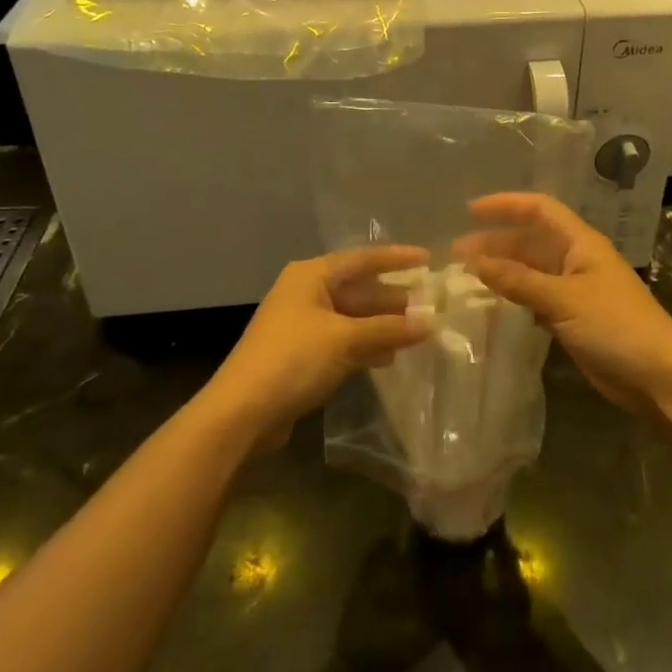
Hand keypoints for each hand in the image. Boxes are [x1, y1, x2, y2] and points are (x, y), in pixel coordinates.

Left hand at [207, 245, 430, 447]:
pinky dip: (366, 345)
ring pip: (353, 316)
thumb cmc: (293, 359)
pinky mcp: (302, 355)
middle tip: (430, 303)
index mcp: (312, 275)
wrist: (241, 412)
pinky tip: (390, 356)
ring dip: (383, 324)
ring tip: (419, 330)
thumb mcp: (345, 340)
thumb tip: (430, 323)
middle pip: (359, 288)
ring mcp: (303, 324)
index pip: (363, 258)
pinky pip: (344, 340)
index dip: (397, 258)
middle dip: (393, 297)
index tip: (429, 260)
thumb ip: (388, 329)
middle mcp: (307, 292)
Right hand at [453, 194, 671, 413]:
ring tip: (466, 277)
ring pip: (531, 271)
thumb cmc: (616, 326)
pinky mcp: (574, 319)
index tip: (470, 210)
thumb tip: (474, 262)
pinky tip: (492, 305)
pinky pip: (536, 298)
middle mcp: (576, 260)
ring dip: (502, 270)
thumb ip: (518, 280)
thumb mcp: (563, 299)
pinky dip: (514, 297)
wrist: (660, 378)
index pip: (539, 209)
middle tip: (456, 255)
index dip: (506, 205)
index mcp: (581, 243)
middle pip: (531, 240)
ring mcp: (575, 290)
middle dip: (495, 242)